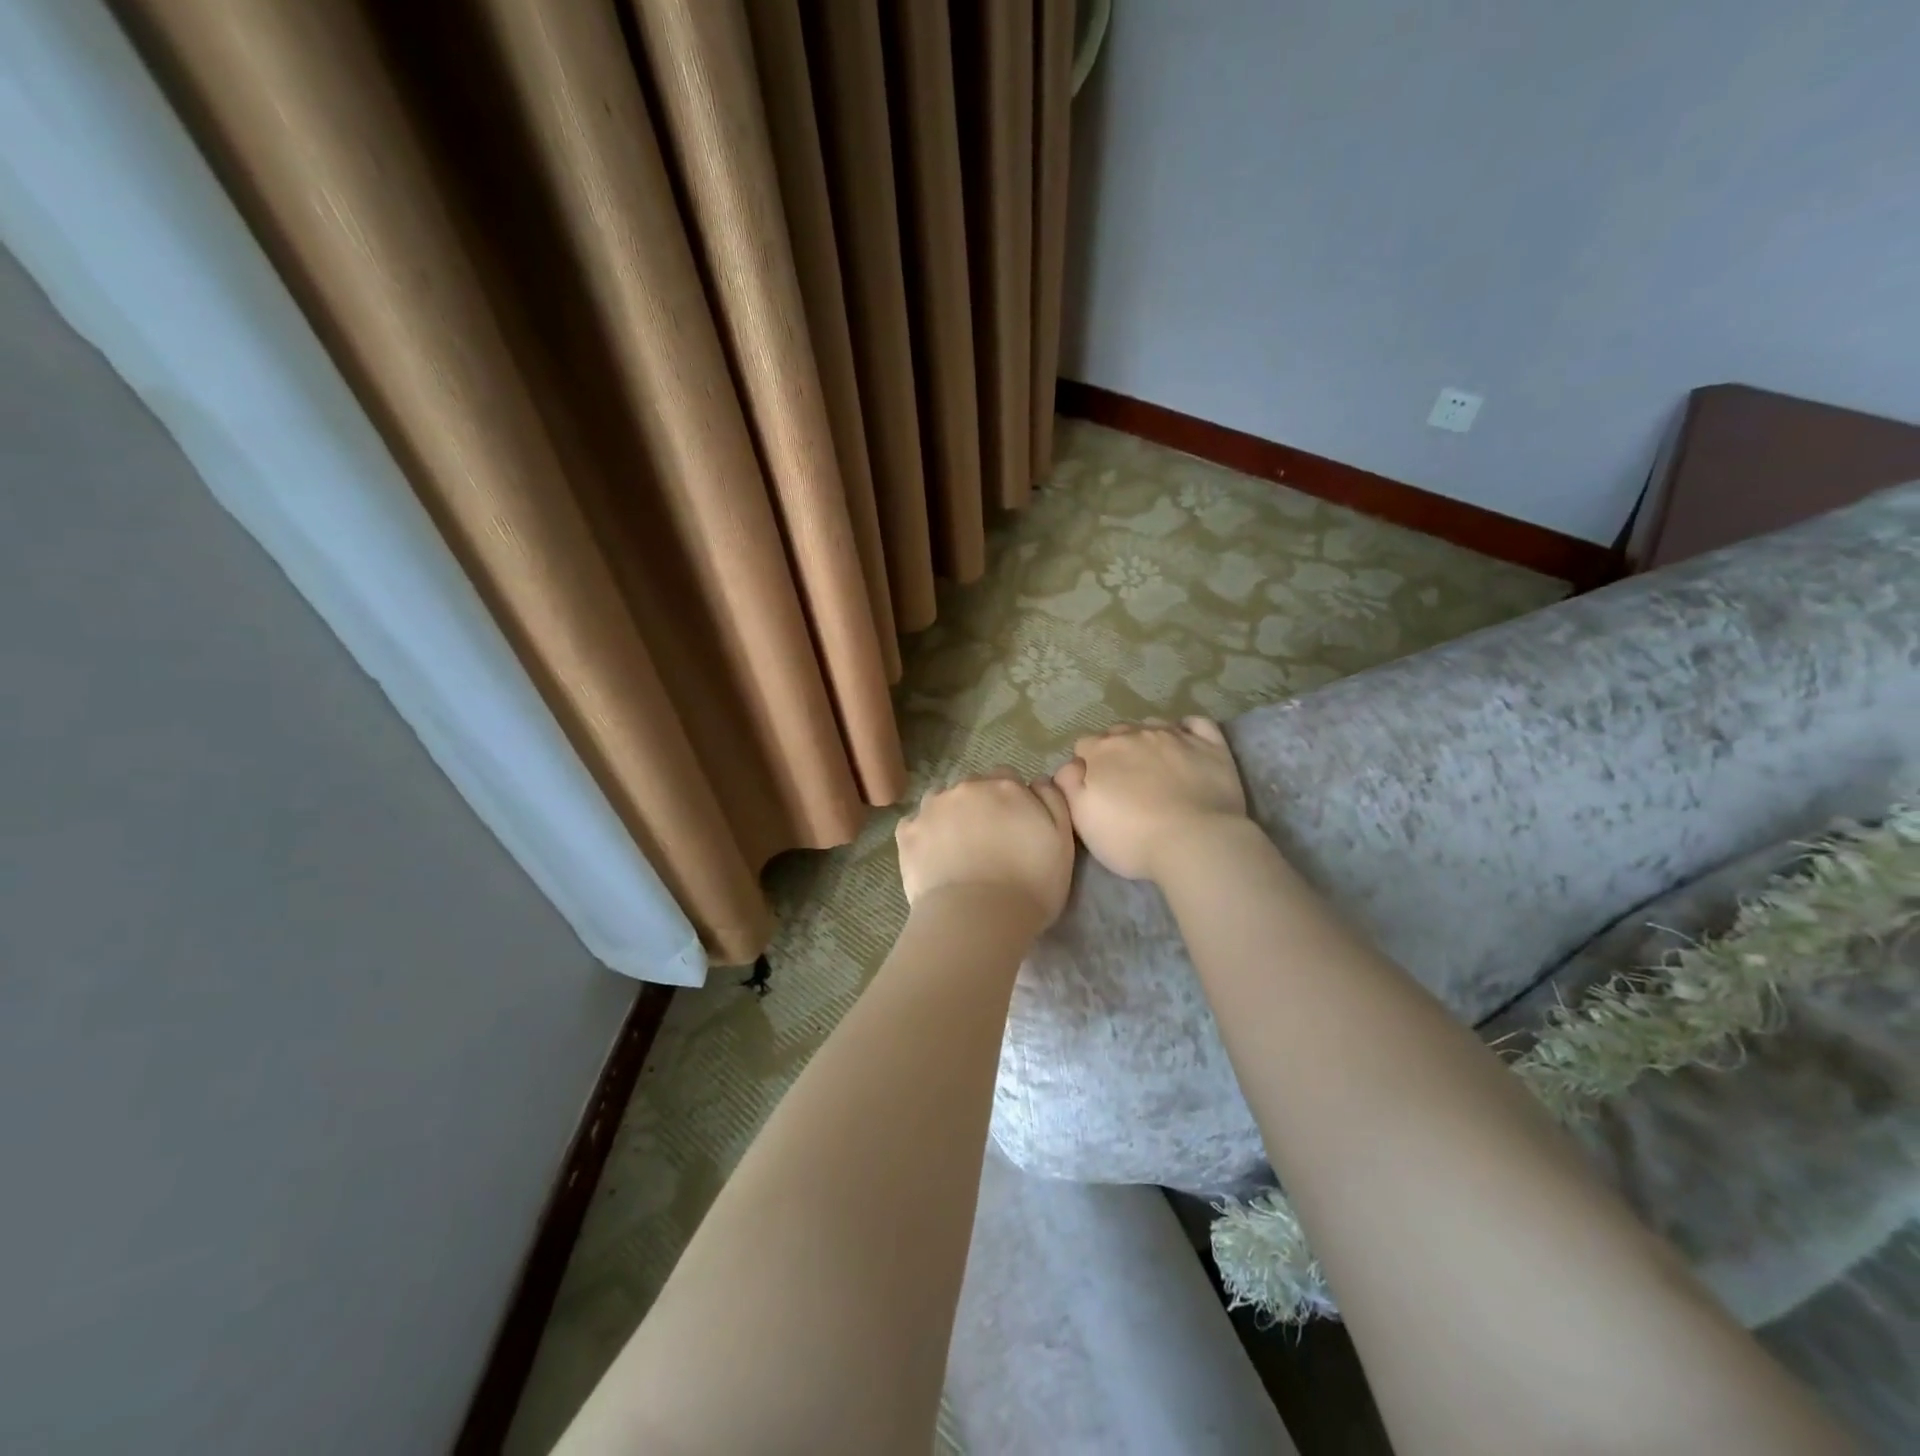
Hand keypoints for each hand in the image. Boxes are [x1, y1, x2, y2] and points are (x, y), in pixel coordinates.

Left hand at [895, 769, 1075, 928]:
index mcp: (1005, 786)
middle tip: (988, 843)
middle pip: (974, 787)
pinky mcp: (907, 833)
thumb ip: (1053, 802)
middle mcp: (966, 788)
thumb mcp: (1062, 842)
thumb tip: (1038, 781)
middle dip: (981, 807)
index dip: (1012, 803)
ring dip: (950, 816)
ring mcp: (932, 808)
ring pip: (942, 801)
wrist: (977, 920)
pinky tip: (933, 858)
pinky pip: (915, 824)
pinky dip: (924, 835)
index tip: (1015, 829)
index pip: (1008, 780)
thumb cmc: (1031, 885)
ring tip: (958, 850)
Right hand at [1054, 717, 1249, 881]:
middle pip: (1118, 734)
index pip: (1085, 745)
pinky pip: (1196, 724)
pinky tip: (1186, 745)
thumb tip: (1071, 765)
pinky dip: (1188, 730)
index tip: (1095, 790)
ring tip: (1155, 769)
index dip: (1087, 766)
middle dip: (1117, 752)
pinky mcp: (1211, 746)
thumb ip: (1068, 785)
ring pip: (1153, 726)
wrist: (1195, 842)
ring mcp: (1176, 736)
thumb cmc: (1130, 837)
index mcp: (1102, 751)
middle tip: (1125, 785)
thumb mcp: (1082, 819)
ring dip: (1148, 742)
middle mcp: (1136, 734)